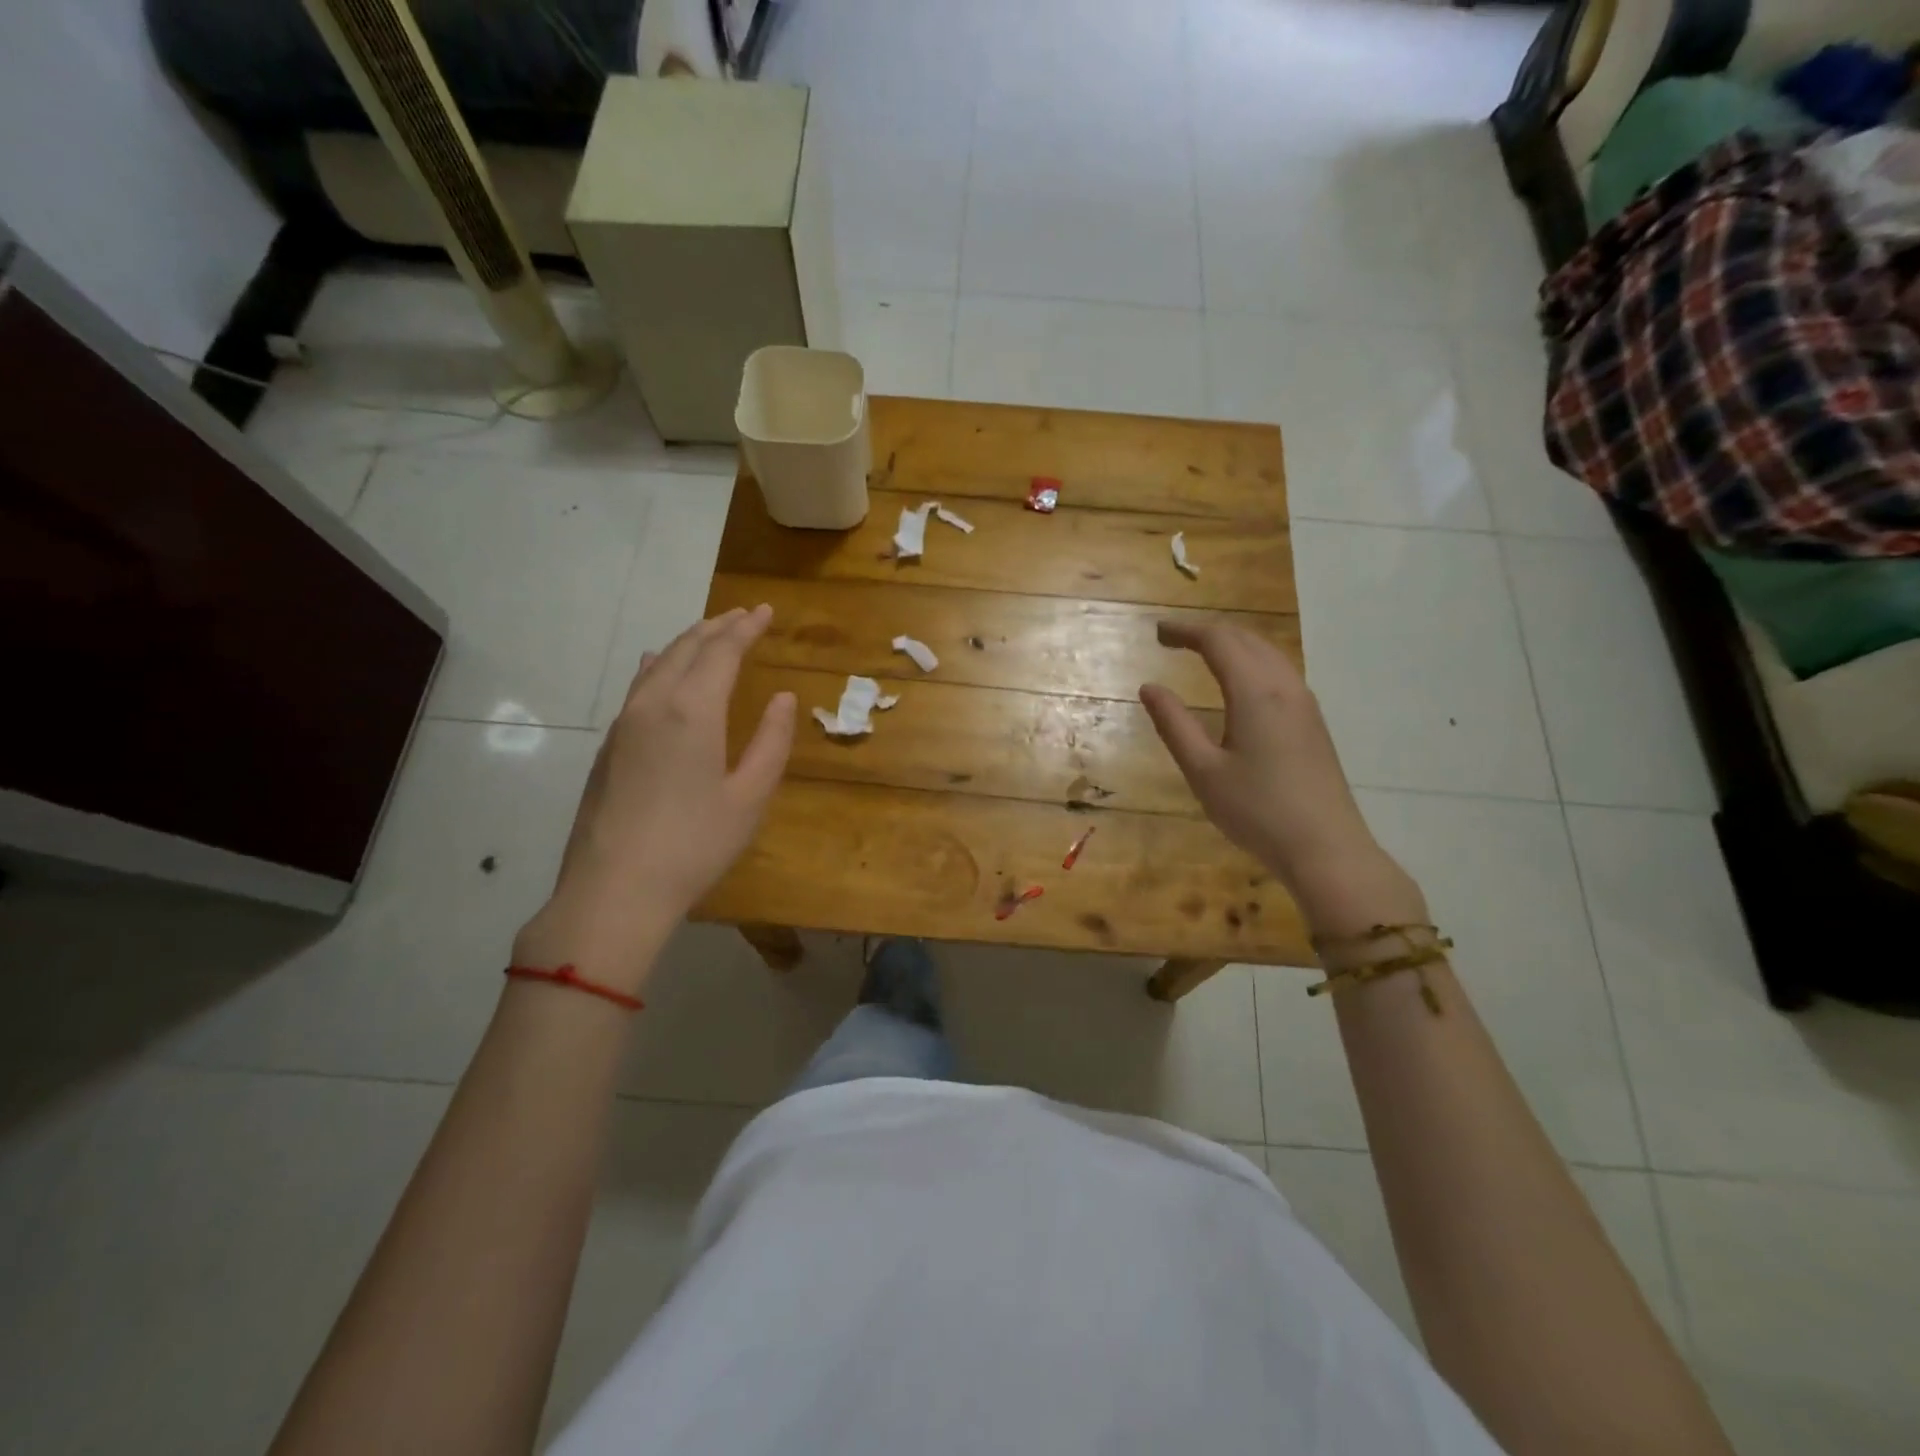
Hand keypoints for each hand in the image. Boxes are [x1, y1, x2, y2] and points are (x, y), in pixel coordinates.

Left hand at [514, 606, 795, 987]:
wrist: (615, 889)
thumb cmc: (695, 844)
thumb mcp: (750, 797)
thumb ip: (771, 742)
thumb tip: (783, 699)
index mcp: (693, 710)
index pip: (722, 651)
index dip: (746, 628)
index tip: (765, 611)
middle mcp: (654, 703)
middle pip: (687, 648)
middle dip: (717, 627)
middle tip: (743, 615)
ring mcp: (624, 723)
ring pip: (658, 663)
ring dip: (688, 642)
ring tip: (709, 633)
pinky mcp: (609, 745)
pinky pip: (638, 686)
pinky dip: (660, 665)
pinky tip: (659, 666)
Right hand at [1140, 621, 1420, 934]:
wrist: (1326, 847)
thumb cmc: (1257, 811)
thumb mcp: (1203, 771)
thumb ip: (1174, 724)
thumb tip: (1149, 688)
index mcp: (1255, 693)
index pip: (1218, 641)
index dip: (1186, 631)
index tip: (1157, 632)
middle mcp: (1284, 687)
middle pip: (1246, 639)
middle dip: (1207, 632)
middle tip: (1172, 639)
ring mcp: (1304, 704)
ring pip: (1267, 654)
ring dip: (1233, 644)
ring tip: (1202, 653)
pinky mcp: (1313, 722)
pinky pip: (1279, 672)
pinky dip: (1251, 662)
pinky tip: (1240, 682)